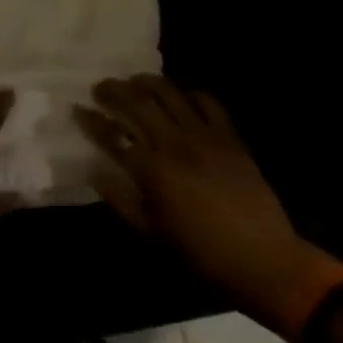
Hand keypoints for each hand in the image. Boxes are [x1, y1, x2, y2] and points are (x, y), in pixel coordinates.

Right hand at [75, 75, 342, 335]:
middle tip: (100, 87)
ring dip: (147, 82)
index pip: (112, 135)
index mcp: (153, 170)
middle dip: (113, 91)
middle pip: (137, 103)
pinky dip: (190, 94)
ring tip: (134, 80)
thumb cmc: (202, 256)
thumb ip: (121, 200)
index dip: (92, 120)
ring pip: (170, 94)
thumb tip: (95, 171)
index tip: (77, 109)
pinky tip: (181, 97)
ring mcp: (204, 135)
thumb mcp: (153, 236)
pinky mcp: (229, 136)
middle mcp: (175, 143)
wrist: (265, 262)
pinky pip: (207, 103)